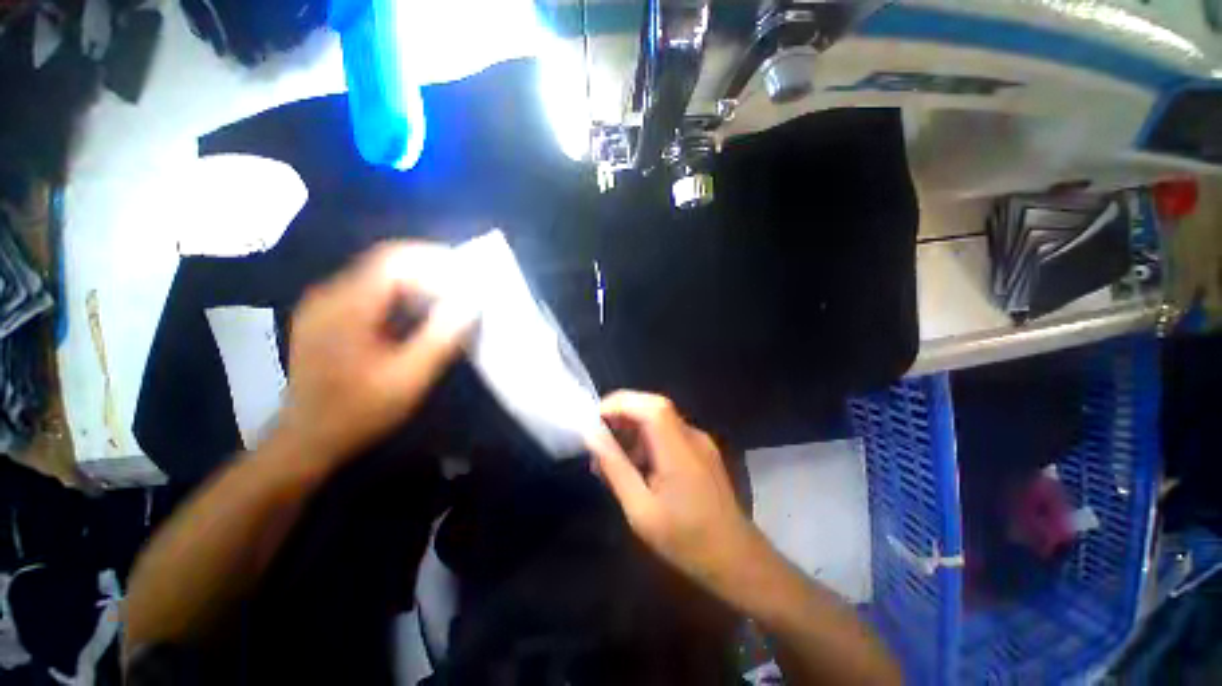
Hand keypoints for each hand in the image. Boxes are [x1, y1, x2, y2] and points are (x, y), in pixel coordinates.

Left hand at [274, 242, 476, 465]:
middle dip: (429, 269)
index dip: (434, 258)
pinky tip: (420, 315)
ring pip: (379, 276)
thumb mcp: (408, 378)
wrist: (308, 439)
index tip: (467, 272)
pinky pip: (371, 291)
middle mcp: (330, 294)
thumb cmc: (359, 411)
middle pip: (386, 263)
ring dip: (418, 282)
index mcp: (346, 306)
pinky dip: (402, 295)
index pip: (393, 259)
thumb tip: (470, 302)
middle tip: (464, 287)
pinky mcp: (329, 317)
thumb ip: (440, 337)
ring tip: (449, 299)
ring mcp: (326, 305)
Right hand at [587, 391, 764, 595]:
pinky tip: (634, 465)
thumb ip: (615, 468)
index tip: (594, 418)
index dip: (621, 403)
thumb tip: (592, 436)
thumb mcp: (641, 510)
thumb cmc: (686, 540)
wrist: (736, 559)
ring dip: (632, 428)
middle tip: (598, 435)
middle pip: (654, 407)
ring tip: (611, 456)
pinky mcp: (700, 450)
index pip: (651, 406)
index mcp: (679, 450)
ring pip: (659, 418)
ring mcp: (699, 441)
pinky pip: (667, 433)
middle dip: (622, 413)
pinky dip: (646, 439)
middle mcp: (692, 436)